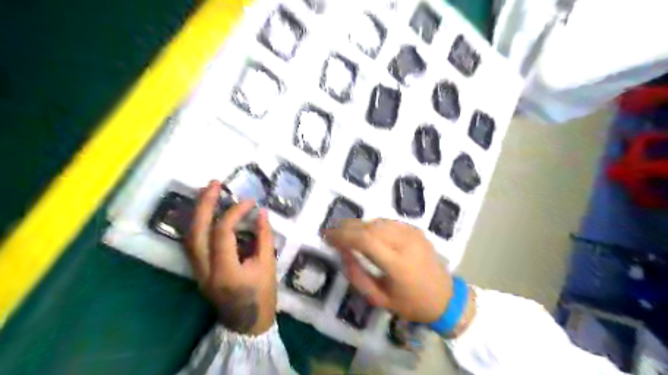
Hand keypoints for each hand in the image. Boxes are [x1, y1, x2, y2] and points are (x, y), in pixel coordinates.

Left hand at [184, 179, 276, 334]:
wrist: (246, 323)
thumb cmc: (262, 296)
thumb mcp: (268, 265)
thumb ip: (264, 237)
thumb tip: (262, 213)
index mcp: (225, 271)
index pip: (223, 233)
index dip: (235, 213)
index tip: (250, 202)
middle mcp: (205, 270)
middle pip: (196, 232)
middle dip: (204, 204)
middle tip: (214, 183)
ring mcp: (197, 271)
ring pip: (189, 237)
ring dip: (197, 212)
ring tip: (207, 193)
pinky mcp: (198, 271)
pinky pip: (192, 244)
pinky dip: (198, 225)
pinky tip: (206, 213)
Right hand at [325, 220, 454, 321]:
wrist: (445, 297)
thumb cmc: (411, 303)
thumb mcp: (379, 299)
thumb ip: (357, 275)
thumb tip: (342, 252)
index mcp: (398, 263)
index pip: (365, 240)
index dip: (343, 235)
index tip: (326, 236)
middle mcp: (406, 242)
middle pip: (370, 226)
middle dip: (347, 226)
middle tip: (332, 231)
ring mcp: (412, 233)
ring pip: (378, 221)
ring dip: (358, 224)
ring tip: (345, 231)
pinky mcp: (415, 229)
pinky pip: (388, 222)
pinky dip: (372, 224)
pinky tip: (365, 232)